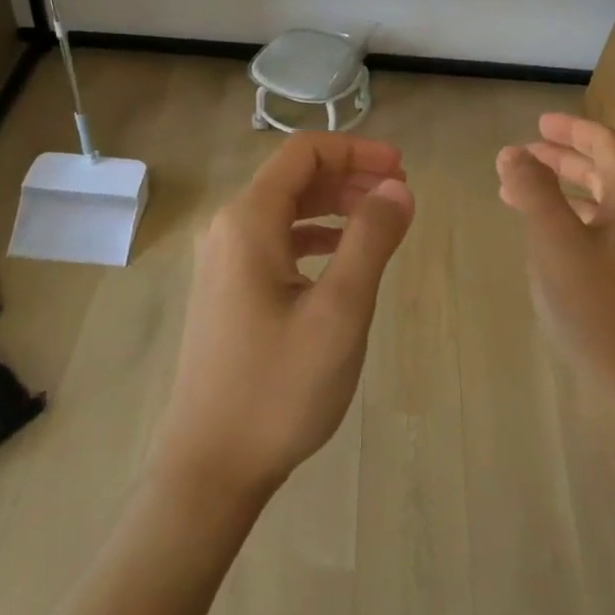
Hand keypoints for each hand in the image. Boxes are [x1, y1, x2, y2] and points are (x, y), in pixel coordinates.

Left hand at [154, 133, 414, 505]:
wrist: (212, 464)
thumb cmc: (279, 386)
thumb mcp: (340, 310)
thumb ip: (371, 239)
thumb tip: (398, 188)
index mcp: (248, 222)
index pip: (303, 154)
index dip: (356, 150)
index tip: (401, 168)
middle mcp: (227, 231)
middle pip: (293, 178)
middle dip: (350, 176)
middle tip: (400, 194)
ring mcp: (222, 263)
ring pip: (284, 211)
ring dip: (334, 206)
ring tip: (380, 221)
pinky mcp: (227, 293)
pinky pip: (275, 243)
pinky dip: (313, 237)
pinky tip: (341, 258)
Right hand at [496, 114, 614, 414]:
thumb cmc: (594, 306)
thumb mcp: (555, 241)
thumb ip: (532, 190)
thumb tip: (512, 151)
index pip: (604, 145)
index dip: (570, 129)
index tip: (537, 123)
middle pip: (601, 172)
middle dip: (560, 159)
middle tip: (521, 154)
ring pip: (595, 204)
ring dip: (558, 190)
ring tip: (516, 191)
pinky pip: (594, 232)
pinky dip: (565, 221)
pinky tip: (540, 236)